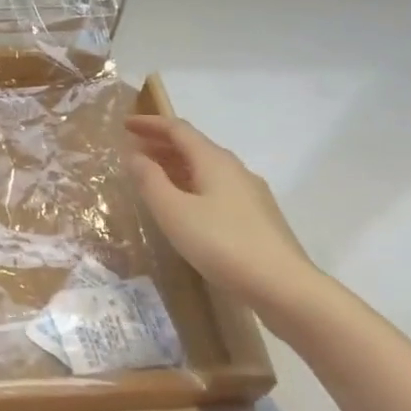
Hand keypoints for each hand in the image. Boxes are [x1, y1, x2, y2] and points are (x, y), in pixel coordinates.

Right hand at [125, 114, 320, 323]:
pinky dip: (193, 184)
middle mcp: (235, 169)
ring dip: (176, 165)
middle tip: (134, 149)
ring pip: (207, 168)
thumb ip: (150, 181)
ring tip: (153, 176)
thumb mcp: (174, 212)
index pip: (178, 129)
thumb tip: (134, 155)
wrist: (284, 286)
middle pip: (194, 146)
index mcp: (214, 161)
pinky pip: (217, 187)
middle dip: (162, 144)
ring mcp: (251, 193)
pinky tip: (186, 206)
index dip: (150, 124)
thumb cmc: (222, 243)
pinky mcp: (258, 216)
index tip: (125, 125)